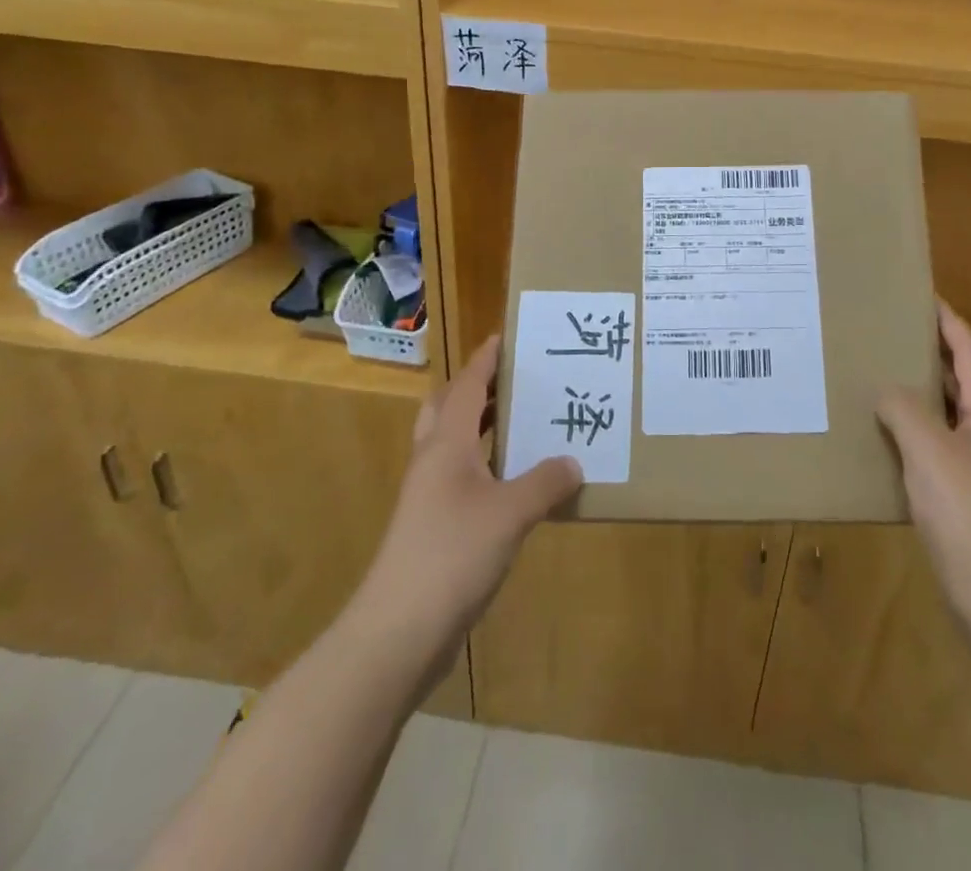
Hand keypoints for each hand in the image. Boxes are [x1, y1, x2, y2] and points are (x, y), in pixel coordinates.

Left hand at [355, 336, 581, 677]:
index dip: (486, 360)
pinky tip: (518, 481)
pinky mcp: (434, 527)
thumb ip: (545, 482)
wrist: (397, 634)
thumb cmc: (451, 555)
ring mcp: (430, 497)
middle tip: (517, 379)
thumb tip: (573, 462)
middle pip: (450, 408)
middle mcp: (434, 461)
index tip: (506, 337)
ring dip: (484, 426)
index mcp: (446, 445)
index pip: (467, 386)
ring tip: (526, 421)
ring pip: (455, 444)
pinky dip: (488, 465)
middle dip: (479, 388)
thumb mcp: (510, 514)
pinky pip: (464, 478)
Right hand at [877, 301, 970, 630]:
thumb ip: (904, 409)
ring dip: (919, 388)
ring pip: (947, 411)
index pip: (969, 351)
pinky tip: (882, 431)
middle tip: (889, 329)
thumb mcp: (929, 451)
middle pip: (961, 377)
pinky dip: (912, 426)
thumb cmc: (967, 514)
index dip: (947, 320)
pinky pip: (936, 442)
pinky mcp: (964, 492)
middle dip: (929, 350)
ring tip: (879, 370)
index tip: (920, 294)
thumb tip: (886, 390)